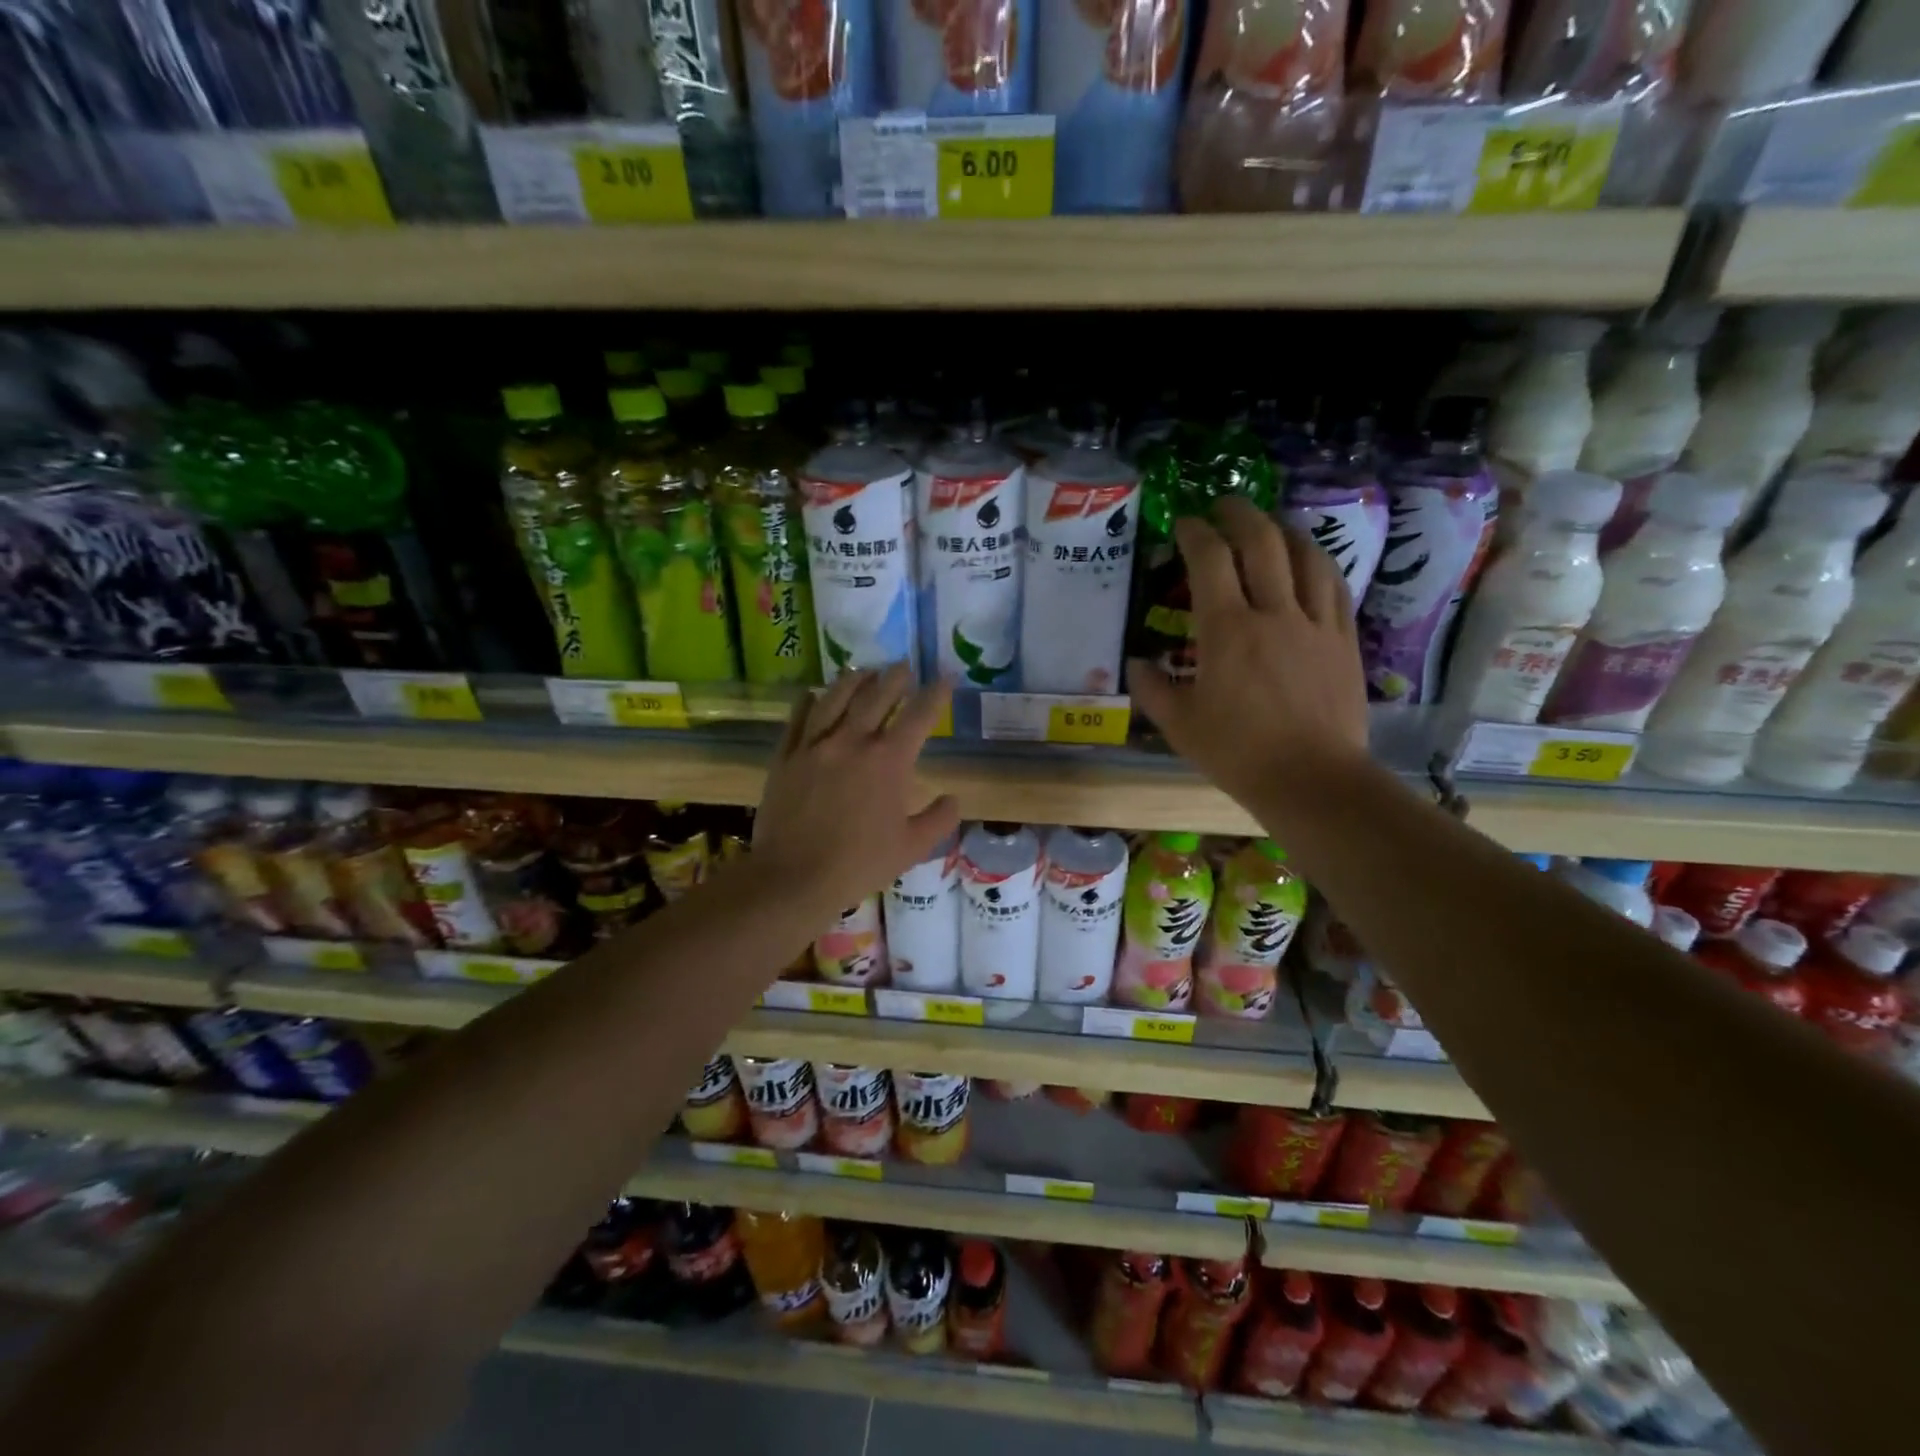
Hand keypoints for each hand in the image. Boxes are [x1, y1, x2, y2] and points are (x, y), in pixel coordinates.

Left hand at [754, 666, 960, 915]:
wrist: (794, 877)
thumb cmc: (859, 864)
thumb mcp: (912, 847)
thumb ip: (939, 819)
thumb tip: (954, 799)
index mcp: (889, 761)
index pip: (919, 715)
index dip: (936, 693)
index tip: (946, 677)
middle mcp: (852, 741)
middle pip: (876, 696)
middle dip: (894, 677)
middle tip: (903, 666)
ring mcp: (814, 746)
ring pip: (834, 698)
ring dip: (853, 680)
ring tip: (862, 670)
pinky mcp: (785, 757)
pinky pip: (796, 720)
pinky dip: (807, 702)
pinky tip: (811, 694)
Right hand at [1128, 497, 1369, 813]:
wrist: (1312, 780)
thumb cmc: (1238, 753)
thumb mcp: (1180, 726)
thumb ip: (1152, 690)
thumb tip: (1136, 665)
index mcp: (1227, 630)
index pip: (1210, 560)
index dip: (1196, 533)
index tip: (1185, 523)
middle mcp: (1274, 613)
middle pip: (1262, 542)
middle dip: (1240, 514)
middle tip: (1224, 506)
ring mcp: (1315, 623)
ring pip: (1305, 555)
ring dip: (1283, 530)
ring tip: (1269, 525)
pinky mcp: (1344, 640)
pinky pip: (1335, 585)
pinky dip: (1317, 562)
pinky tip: (1310, 562)